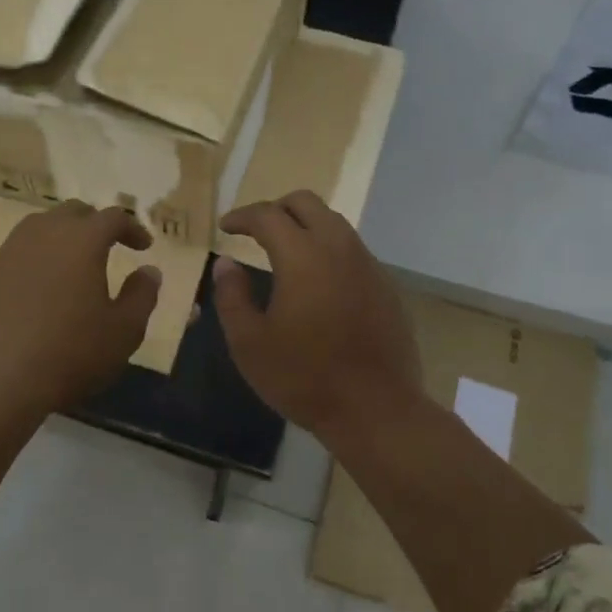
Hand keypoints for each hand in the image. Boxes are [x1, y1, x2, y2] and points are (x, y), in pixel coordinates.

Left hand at [0, 201, 161, 414]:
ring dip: (59, 239)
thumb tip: (149, 271)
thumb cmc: (70, 354)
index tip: (143, 247)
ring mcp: (5, 254)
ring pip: (36, 229)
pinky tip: (33, 295)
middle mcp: (41, 235)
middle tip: (106, 247)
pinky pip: (12, 257)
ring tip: (69, 267)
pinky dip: (30, 264)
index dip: (131, 228)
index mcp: (81, 241)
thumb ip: (141, 295)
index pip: (112, 218)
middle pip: (71, 213)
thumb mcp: (123, 331)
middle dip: (93, 224)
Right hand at [212, 191, 422, 438]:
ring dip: (305, 227)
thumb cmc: (303, 377)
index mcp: (302, 256)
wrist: (375, 408)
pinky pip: (352, 251)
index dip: (241, 216)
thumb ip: (232, 296)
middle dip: (276, 209)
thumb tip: (226, 264)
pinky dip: (328, 251)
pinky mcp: (386, 286)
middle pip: (307, 203)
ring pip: (334, 224)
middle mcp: (339, 248)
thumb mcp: (249, 342)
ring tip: (284, 252)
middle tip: (255, 231)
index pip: (267, 215)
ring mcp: (368, 265)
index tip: (225, 228)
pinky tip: (317, 283)